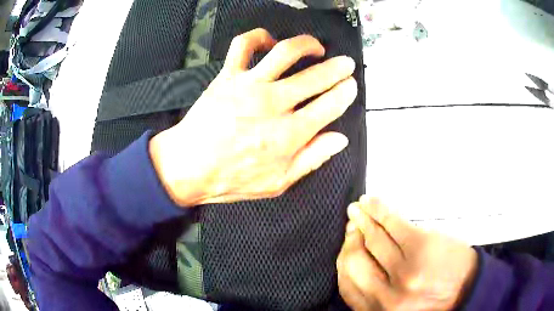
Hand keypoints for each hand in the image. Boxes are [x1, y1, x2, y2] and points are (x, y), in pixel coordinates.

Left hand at [149, 28, 356, 206]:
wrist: (189, 166)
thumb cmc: (231, 178)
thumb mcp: (277, 183)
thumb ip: (311, 159)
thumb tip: (339, 140)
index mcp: (289, 135)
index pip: (330, 105)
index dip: (345, 93)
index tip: (351, 86)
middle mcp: (273, 104)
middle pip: (316, 76)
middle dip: (338, 67)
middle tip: (345, 63)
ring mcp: (249, 85)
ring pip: (286, 52)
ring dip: (308, 45)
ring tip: (316, 47)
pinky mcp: (228, 76)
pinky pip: (244, 45)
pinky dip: (258, 36)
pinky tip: (269, 41)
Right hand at [337, 197, 477, 310]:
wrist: (468, 289)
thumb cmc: (433, 299)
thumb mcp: (396, 307)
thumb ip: (373, 295)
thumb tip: (353, 269)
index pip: (347, 284)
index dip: (344, 261)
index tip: (347, 244)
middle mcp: (388, 296)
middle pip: (354, 261)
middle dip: (351, 239)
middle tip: (353, 224)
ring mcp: (405, 271)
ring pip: (372, 239)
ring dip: (363, 219)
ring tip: (358, 209)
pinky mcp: (421, 247)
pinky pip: (392, 224)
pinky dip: (379, 210)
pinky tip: (371, 202)